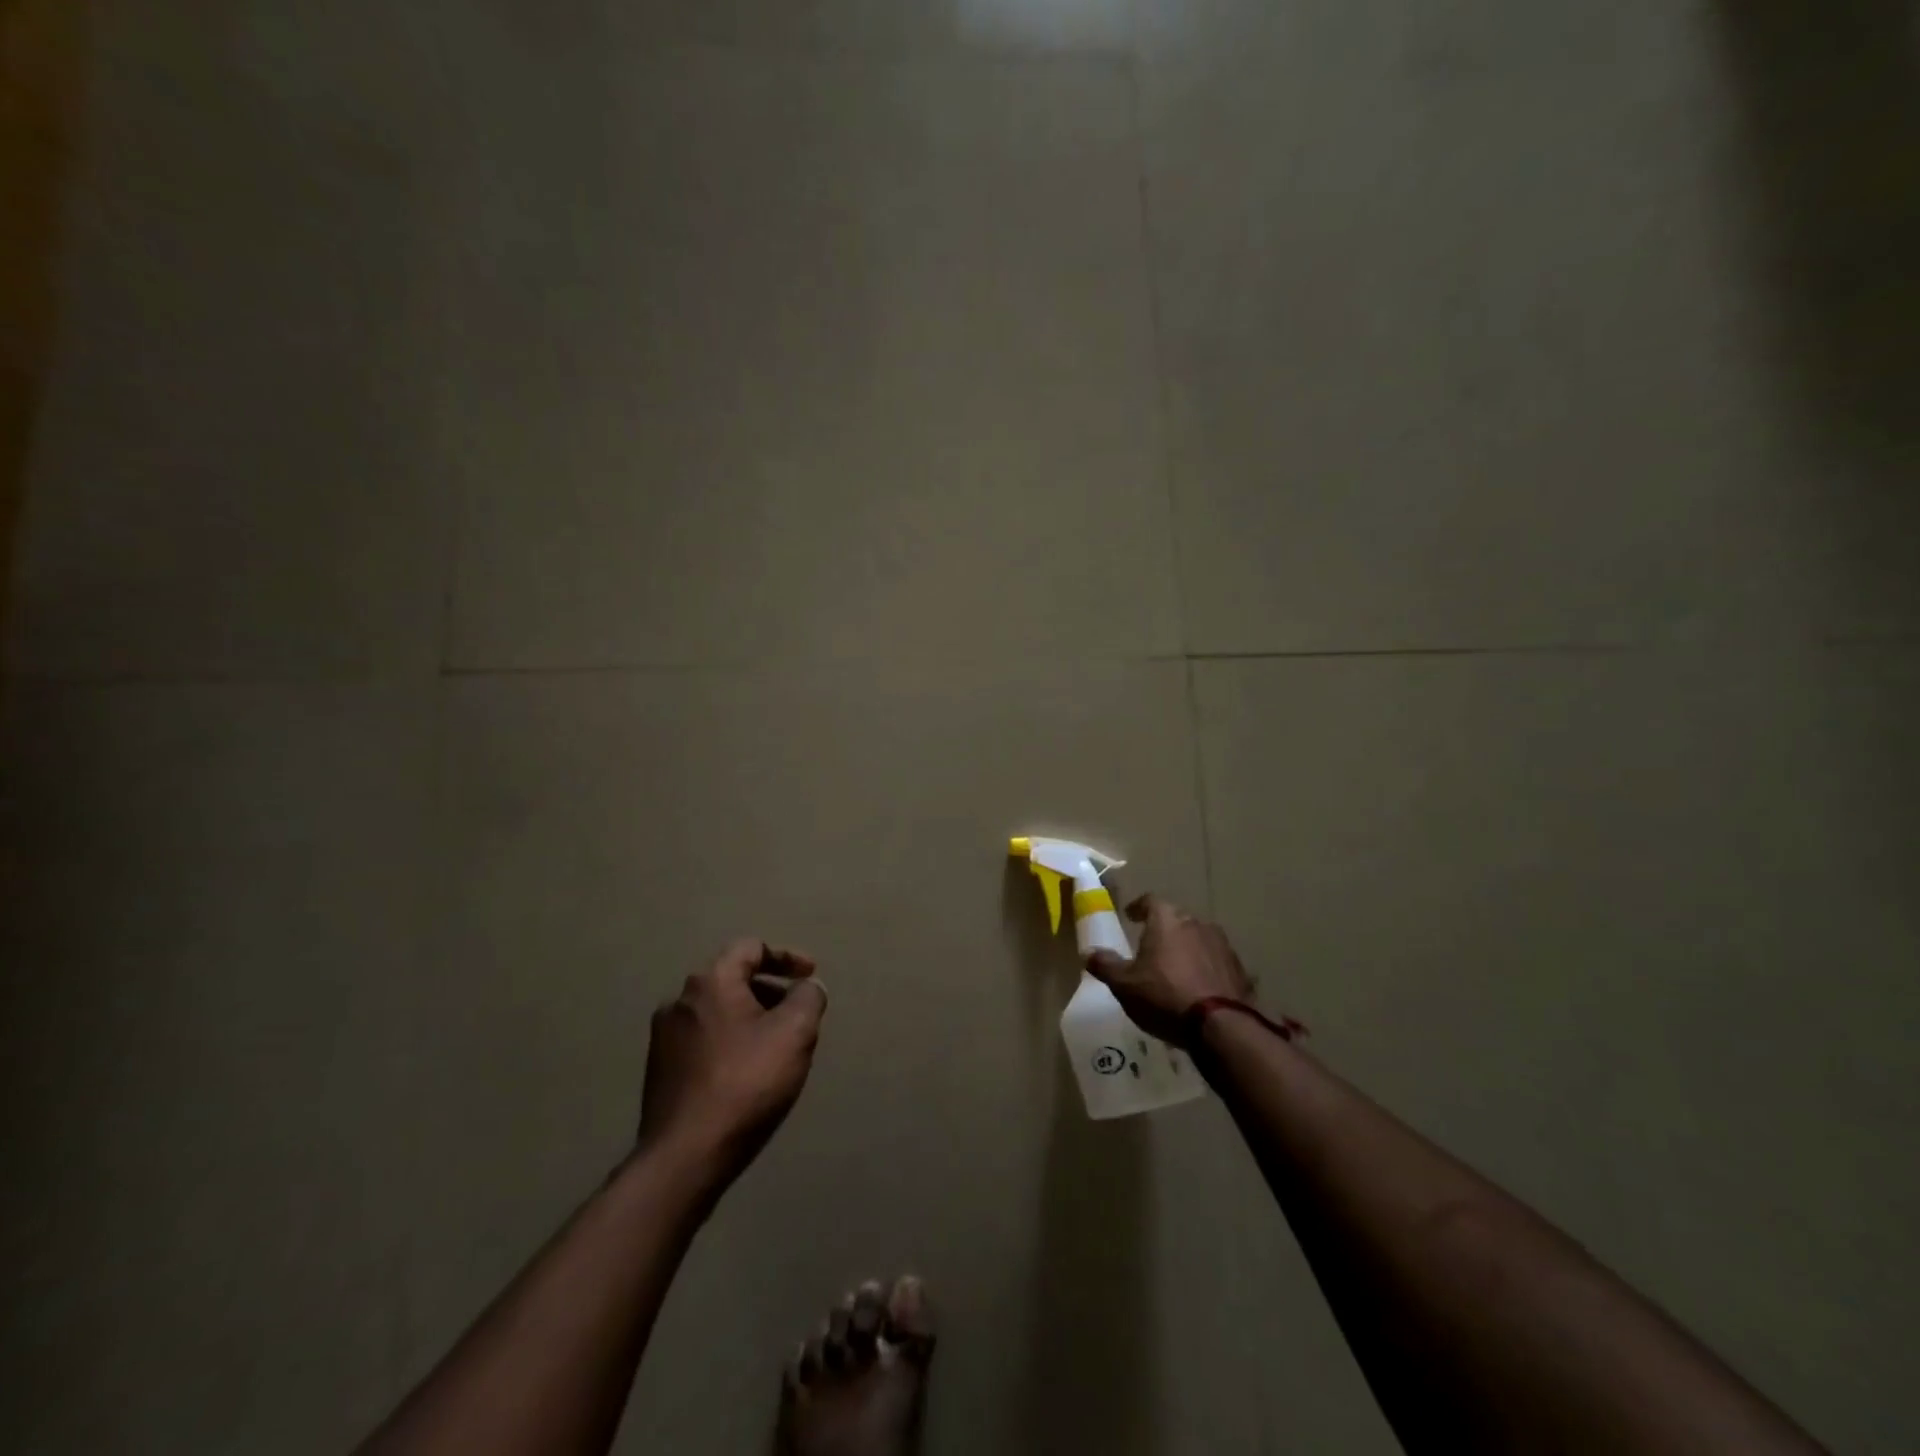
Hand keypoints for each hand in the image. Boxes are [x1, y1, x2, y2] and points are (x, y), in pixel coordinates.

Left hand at [638, 939, 827, 1182]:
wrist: (685, 1157)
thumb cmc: (745, 1084)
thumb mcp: (794, 1033)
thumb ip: (808, 998)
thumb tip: (807, 987)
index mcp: (710, 982)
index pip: (751, 948)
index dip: (787, 956)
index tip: (810, 975)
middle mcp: (680, 1001)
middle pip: (733, 979)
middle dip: (771, 990)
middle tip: (798, 1015)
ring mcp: (664, 1038)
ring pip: (718, 1012)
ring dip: (751, 1018)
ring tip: (777, 1047)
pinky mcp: (659, 1072)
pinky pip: (704, 1040)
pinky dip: (731, 1042)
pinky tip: (748, 1073)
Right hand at [1085, 895, 1253, 1048]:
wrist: (1221, 1026)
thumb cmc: (1164, 996)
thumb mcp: (1124, 985)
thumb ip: (1105, 965)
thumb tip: (1088, 953)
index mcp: (1167, 920)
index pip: (1150, 901)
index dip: (1138, 907)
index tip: (1131, 916)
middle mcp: (1196, 923)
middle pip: (1176, 919)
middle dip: (1163, 929)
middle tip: (1150, 945)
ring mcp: (1222, 945)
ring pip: (1198, 939)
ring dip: (1187, 948)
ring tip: (1175, 968)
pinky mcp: (1239, 969)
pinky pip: (1215, 962)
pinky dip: (1205, 968)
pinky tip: (1199, 987)